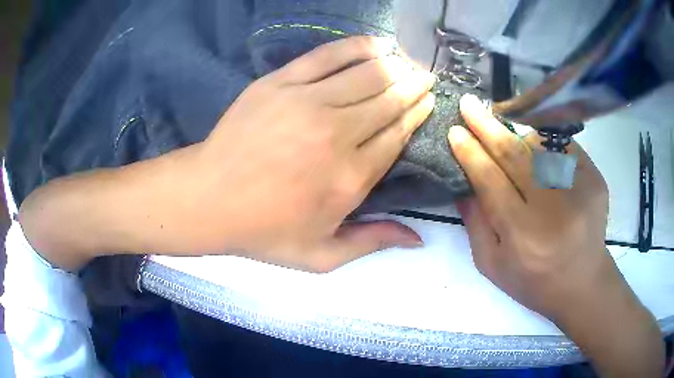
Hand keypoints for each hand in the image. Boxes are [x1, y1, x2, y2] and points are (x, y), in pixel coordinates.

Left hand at [185, 36, 434, 270]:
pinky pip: (328, 56)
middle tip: (426, 77)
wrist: (208, 199)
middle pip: (389, 100)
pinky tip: (378, 43)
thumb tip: (420, 238)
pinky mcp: (280, 83)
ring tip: (408, 62)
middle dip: (414, 86)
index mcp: (351, 178)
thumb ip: (372, 242)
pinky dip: (358, 47)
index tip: (429, 101)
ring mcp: (307, 102)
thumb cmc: (263, 232)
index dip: (417, 113)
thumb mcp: (321, 256)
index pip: (398, 135)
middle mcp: (337, 134)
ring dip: (395, 66)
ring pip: (367, 74)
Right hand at [448, 94, 663, 376]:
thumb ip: (476, 224)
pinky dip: (544, 142)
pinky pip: (563, 147)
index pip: (491, 181)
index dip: (471, 153)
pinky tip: (535, 146)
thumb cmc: (533, 281)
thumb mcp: (493, 265)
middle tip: (469, 105)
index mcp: (523, 235)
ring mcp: (579, 189)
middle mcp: (553, 209)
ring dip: (516, 132)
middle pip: (515, 155)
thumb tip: (463, 182)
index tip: (455, 132)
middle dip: (487, 127)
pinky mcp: (594, 179)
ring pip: (540, 145)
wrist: (582, 284)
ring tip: (501, 125)